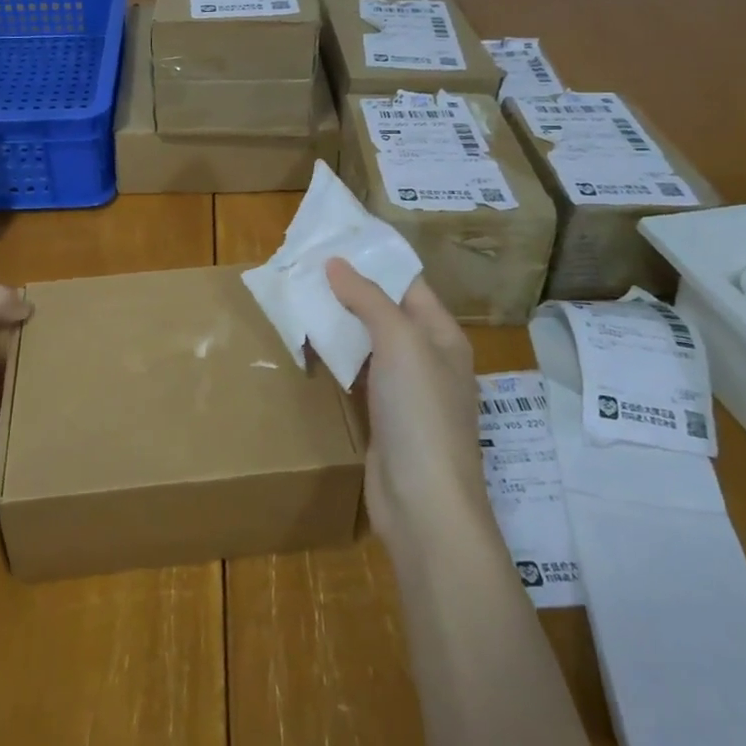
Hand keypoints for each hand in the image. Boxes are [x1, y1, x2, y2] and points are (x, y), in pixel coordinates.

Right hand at [325, 258, 489, 551]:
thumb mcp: (400, 343)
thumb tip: (336, 262)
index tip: (335, 241)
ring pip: (371, 344)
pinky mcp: (385, 419)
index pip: (409, 284)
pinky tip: (312, 346)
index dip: (375, 261)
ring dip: (342, 323)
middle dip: (351, 290)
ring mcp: (407, 392)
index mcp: (443, 336)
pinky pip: (359, 375)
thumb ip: (368, 299)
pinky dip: (339, 358)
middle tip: (307, 267)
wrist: (424, 504)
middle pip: (388, 313)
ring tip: (302, 297)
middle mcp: (429, 359)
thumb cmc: (420, 412)